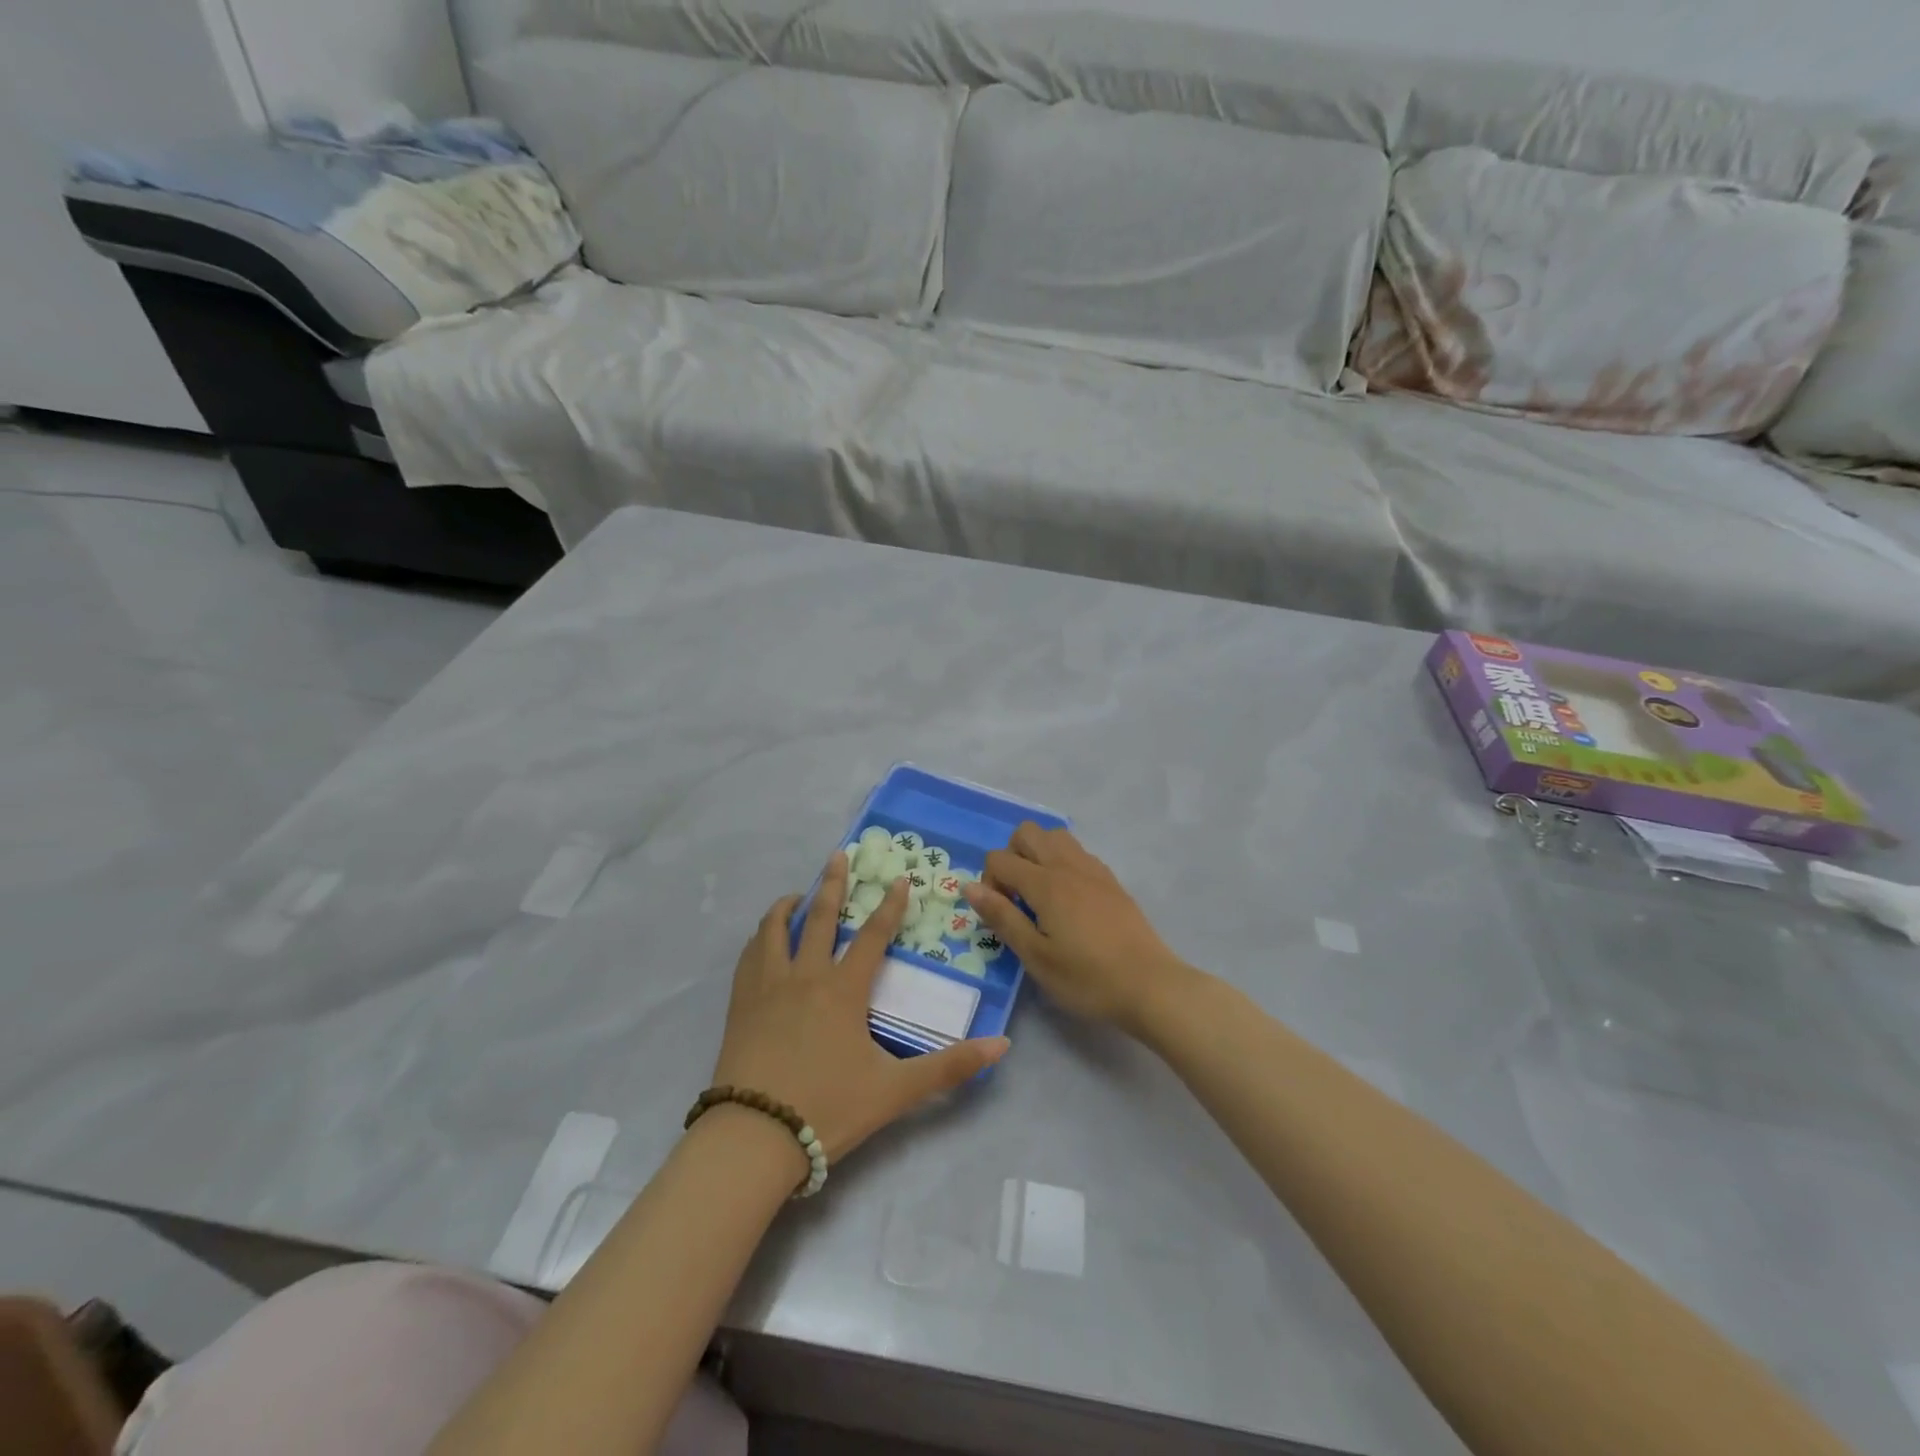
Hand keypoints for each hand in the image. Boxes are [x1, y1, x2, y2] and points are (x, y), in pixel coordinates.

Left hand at [713, 853, 1010, 1166]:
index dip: (890, 906)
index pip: (873, 936)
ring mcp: (767, 987)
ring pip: (775, 930)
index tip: (900, 878)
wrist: (754, 1137)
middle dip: (834, 884)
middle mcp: (805, 976)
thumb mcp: (896, 1090)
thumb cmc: (828, 1108)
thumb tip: (1002, 1044)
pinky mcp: (740, 1004)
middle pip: (821, 918)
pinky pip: (749, 956)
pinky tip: (762, 940)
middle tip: (839, 855)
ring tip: (796, 895)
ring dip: (788, 907)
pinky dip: (760, 938)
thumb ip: (950, 1066)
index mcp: (844, 990)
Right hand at [965, 824, 1191, 1033]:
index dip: (989, 883)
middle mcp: (1068, 865)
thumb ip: (1002, 917)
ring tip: (1040, 896)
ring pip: (1055, 836)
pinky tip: (1068, 902)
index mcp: (1045, 883)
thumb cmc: (1087, 978)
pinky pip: (1078, 853)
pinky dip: (1062, 863)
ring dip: (1038, 855)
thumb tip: (970, 886)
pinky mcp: (1111, 881)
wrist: (1150, 986)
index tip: (1001, 915)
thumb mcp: (1036, 956)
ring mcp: (1093, 870)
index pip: (999, 858)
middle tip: (1017, 898)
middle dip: (1011, 856)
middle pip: (1027, 832)